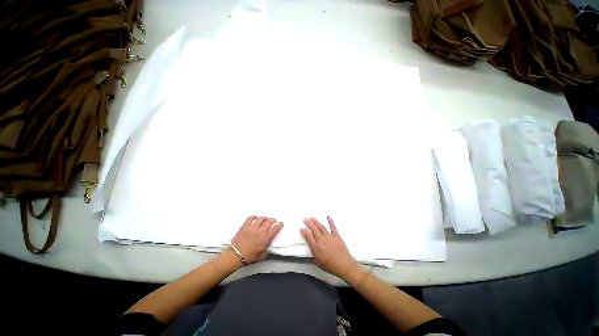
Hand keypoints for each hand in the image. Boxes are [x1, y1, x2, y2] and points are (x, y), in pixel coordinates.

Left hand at [230, 216, 282, 263]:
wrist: (236, 256)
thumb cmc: (249, 257)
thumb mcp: (262, 256)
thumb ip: (267, 250)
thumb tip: (270, 248)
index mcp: (266, 239)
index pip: (276, 229)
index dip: (280, 225)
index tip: (280, 223)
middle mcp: (260, 231)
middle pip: (269, 221)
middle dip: (273, 220)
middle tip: (273, 220)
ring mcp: (253, 227)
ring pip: (261, 218)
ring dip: (264, 218)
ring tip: (265, 219)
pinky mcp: (245, 226)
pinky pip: (250, 218)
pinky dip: (254, 216)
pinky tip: (255, 217)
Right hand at [301, 216, 357, 278]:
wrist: (344, 266)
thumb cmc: (331, 266)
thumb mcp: (318, 263)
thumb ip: (312, 255)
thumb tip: (309, 249)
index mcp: (316, 248)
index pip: (308, 237)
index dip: (304, 232)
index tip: (301, 228)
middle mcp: (322, 241)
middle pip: (314, 230)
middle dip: (309, 223)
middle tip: (305, 219)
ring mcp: (330, 237)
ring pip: (321, 227)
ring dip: (316, 222)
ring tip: (312, 218)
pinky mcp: (337, 236)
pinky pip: (333, 227)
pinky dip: (331, 221)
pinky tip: (328, 216)